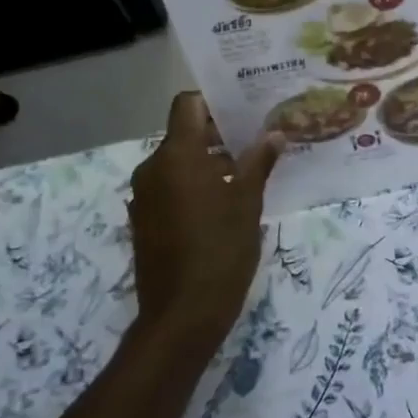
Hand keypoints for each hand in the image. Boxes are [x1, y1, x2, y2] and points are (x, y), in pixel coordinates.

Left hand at [129, 94, 283, 355]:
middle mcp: (152, 168)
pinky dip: (192, 186)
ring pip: (177, 163)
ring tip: (244, 176)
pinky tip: (222, 205)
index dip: (213, 102)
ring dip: (207, 163)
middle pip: (183, 134)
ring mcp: (144, 196)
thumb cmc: (221, 251)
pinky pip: (169, 187)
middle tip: (255, 143)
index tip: (242, 112)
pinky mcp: (144, 220)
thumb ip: (258, 163)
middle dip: (217, 136)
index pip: (186, 105)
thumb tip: (274, 134)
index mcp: (176, 156)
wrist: (182, 315)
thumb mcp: (247, 203)